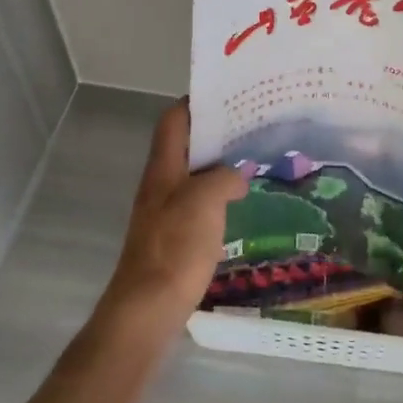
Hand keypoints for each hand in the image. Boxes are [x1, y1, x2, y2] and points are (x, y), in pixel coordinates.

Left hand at [101, 100, 247, 341]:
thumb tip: (238, 176)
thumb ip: (225, 178)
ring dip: (220, 164)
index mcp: (164, 167)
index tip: (229, 95)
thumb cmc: (176, 246)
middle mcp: (161, 183)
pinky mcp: (175, 235)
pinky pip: (199, 202)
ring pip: (194, 174)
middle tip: (252, 126)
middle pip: (186, 145)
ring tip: (254, 159)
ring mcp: (166, 210)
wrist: (148, 306)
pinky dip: (219, 194)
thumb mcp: (207, 201)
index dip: (196, 102)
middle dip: (216, 133)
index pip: (174, 120)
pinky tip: (241, 203)